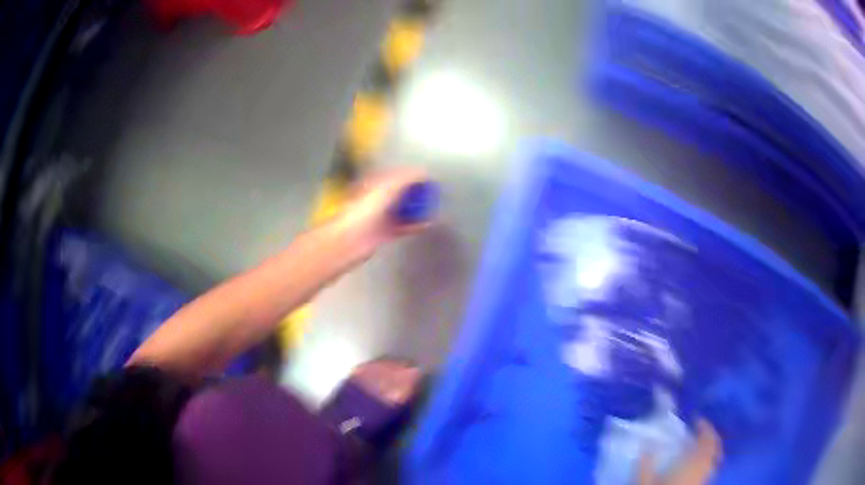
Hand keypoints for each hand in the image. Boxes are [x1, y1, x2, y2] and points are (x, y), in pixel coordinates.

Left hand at [335, 167, 432, 258]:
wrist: (352, 238)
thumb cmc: (365, 210)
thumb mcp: (387, 187)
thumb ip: (406, 178)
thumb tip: (423, 172)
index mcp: (374, 184)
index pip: (395, 175)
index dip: (411, 175)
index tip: (426, 177)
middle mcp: (376, 199)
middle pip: (400, 193)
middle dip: (416, 193)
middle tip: (432, 193)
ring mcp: (380, 217)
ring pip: (402, 210)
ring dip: (417, 209)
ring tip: (433, 208)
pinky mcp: (385, 233)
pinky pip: (404, 226)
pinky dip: (415, 224)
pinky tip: (427, 223)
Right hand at [638, 420, 722, 484]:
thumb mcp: (645, 481)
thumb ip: (646, 463)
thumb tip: (645, 443)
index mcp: (694, 462)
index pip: (708, 438)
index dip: (705, 426)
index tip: (695, 418)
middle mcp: (704, 468)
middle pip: (715, 447)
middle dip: (710, 436)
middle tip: (700, 430)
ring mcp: (705, 479)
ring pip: (714, 460)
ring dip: (709, 450)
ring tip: (699, 447)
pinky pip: (710, 471)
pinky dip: (707, 463)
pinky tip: (695, 467)